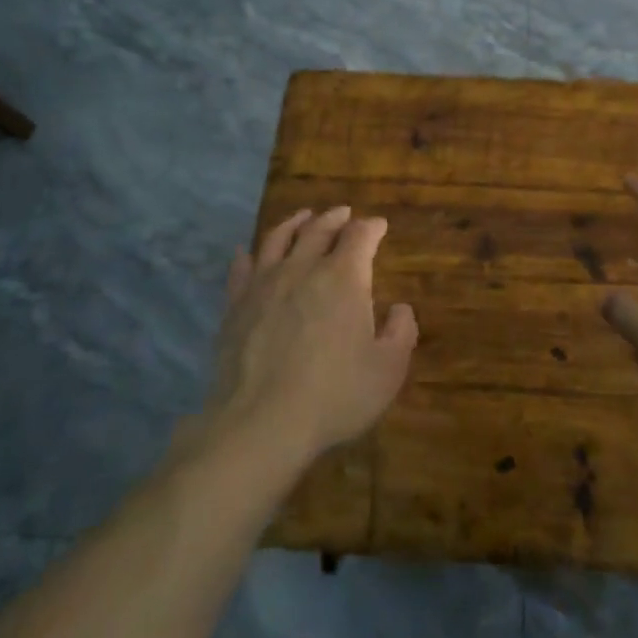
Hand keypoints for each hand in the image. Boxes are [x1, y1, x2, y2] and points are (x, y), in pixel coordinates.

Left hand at [205, 207, 418, 471]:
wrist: (260, 424)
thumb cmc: (334, 395)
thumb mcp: (387, 370)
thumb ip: (401, 333)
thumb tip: (401, 308)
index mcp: (344, 277)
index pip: (360, 235)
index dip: (372, 227)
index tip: (379, 226)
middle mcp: (304, 267)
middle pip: (320, 228)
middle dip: (336, 218)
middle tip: (344, 213)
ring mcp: (265, 283)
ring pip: (279, 238)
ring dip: (294, 223)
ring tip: (303, 217)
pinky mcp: (236, 305)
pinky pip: (242, 269)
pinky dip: (247, 256)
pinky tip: (246, 253)